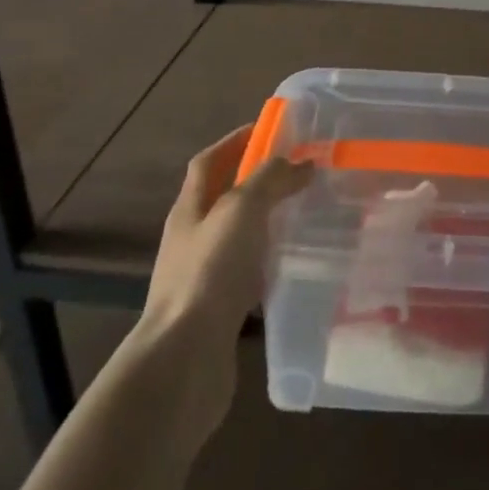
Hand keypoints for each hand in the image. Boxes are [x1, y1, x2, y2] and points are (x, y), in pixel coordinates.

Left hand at [143, 124, 312, 340]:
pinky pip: (247, 274)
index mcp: (190, 209)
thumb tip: (300, 162)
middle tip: (299, 173)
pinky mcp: (217, 310)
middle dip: (256, 182)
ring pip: (237, 237)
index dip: (235, 141)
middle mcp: (192, 238)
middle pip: (223, 198)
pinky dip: (269, 263)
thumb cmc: (210, 272)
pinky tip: (293, 266)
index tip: (269, 129)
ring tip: (304, 216)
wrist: (184, 360)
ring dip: (265, 223)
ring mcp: (202, 276)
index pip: (209, 162)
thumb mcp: (242, 210)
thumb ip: (271, 180)